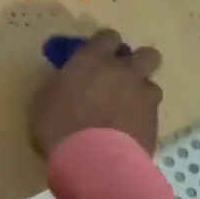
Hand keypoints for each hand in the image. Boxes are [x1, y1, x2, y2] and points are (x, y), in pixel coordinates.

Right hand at [29, 28, 162, 156]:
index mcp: (93, 59)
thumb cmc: (58, 126)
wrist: (93, 161)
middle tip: (121, 78)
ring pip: (152, 84)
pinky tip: (128, 131)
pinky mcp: (154, 121)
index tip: (96, 57)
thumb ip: (62, 84)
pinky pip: (152, 112)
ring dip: (140, 93)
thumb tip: (67, 81)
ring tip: (126, 110)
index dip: (104, 45)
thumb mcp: (45, 99)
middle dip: (137, 63)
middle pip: (146, 54)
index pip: (108, 37)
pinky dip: (142, 117)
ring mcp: (143, 95)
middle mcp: (123, 71)